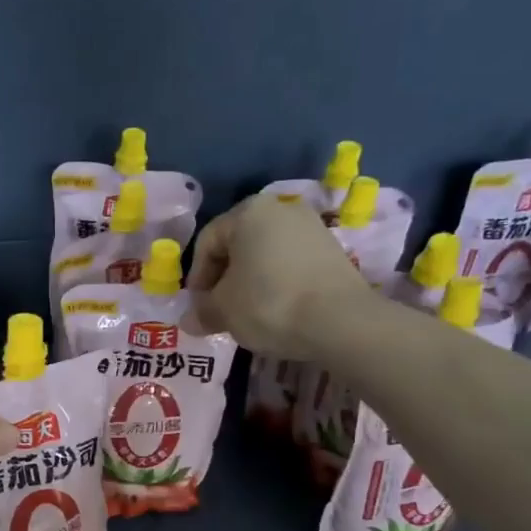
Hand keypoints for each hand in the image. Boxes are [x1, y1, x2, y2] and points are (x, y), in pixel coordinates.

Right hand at [188, 194, 374, 357]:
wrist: (341, 321)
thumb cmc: (269, 304)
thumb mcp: (223, 310)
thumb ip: (202, 311)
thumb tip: (189, 321)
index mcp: (248, 212)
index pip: (207, 242)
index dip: (196, 278)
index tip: (198, 308)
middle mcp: (281, 209)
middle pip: (237, 245)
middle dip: (223, 279)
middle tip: (219, 311)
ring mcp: (311, 227)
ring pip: (264, 255)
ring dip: (249, 282)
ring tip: (247, 314)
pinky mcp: (332, 250)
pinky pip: (290, 264)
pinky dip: (276, 284)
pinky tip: (276, 310)